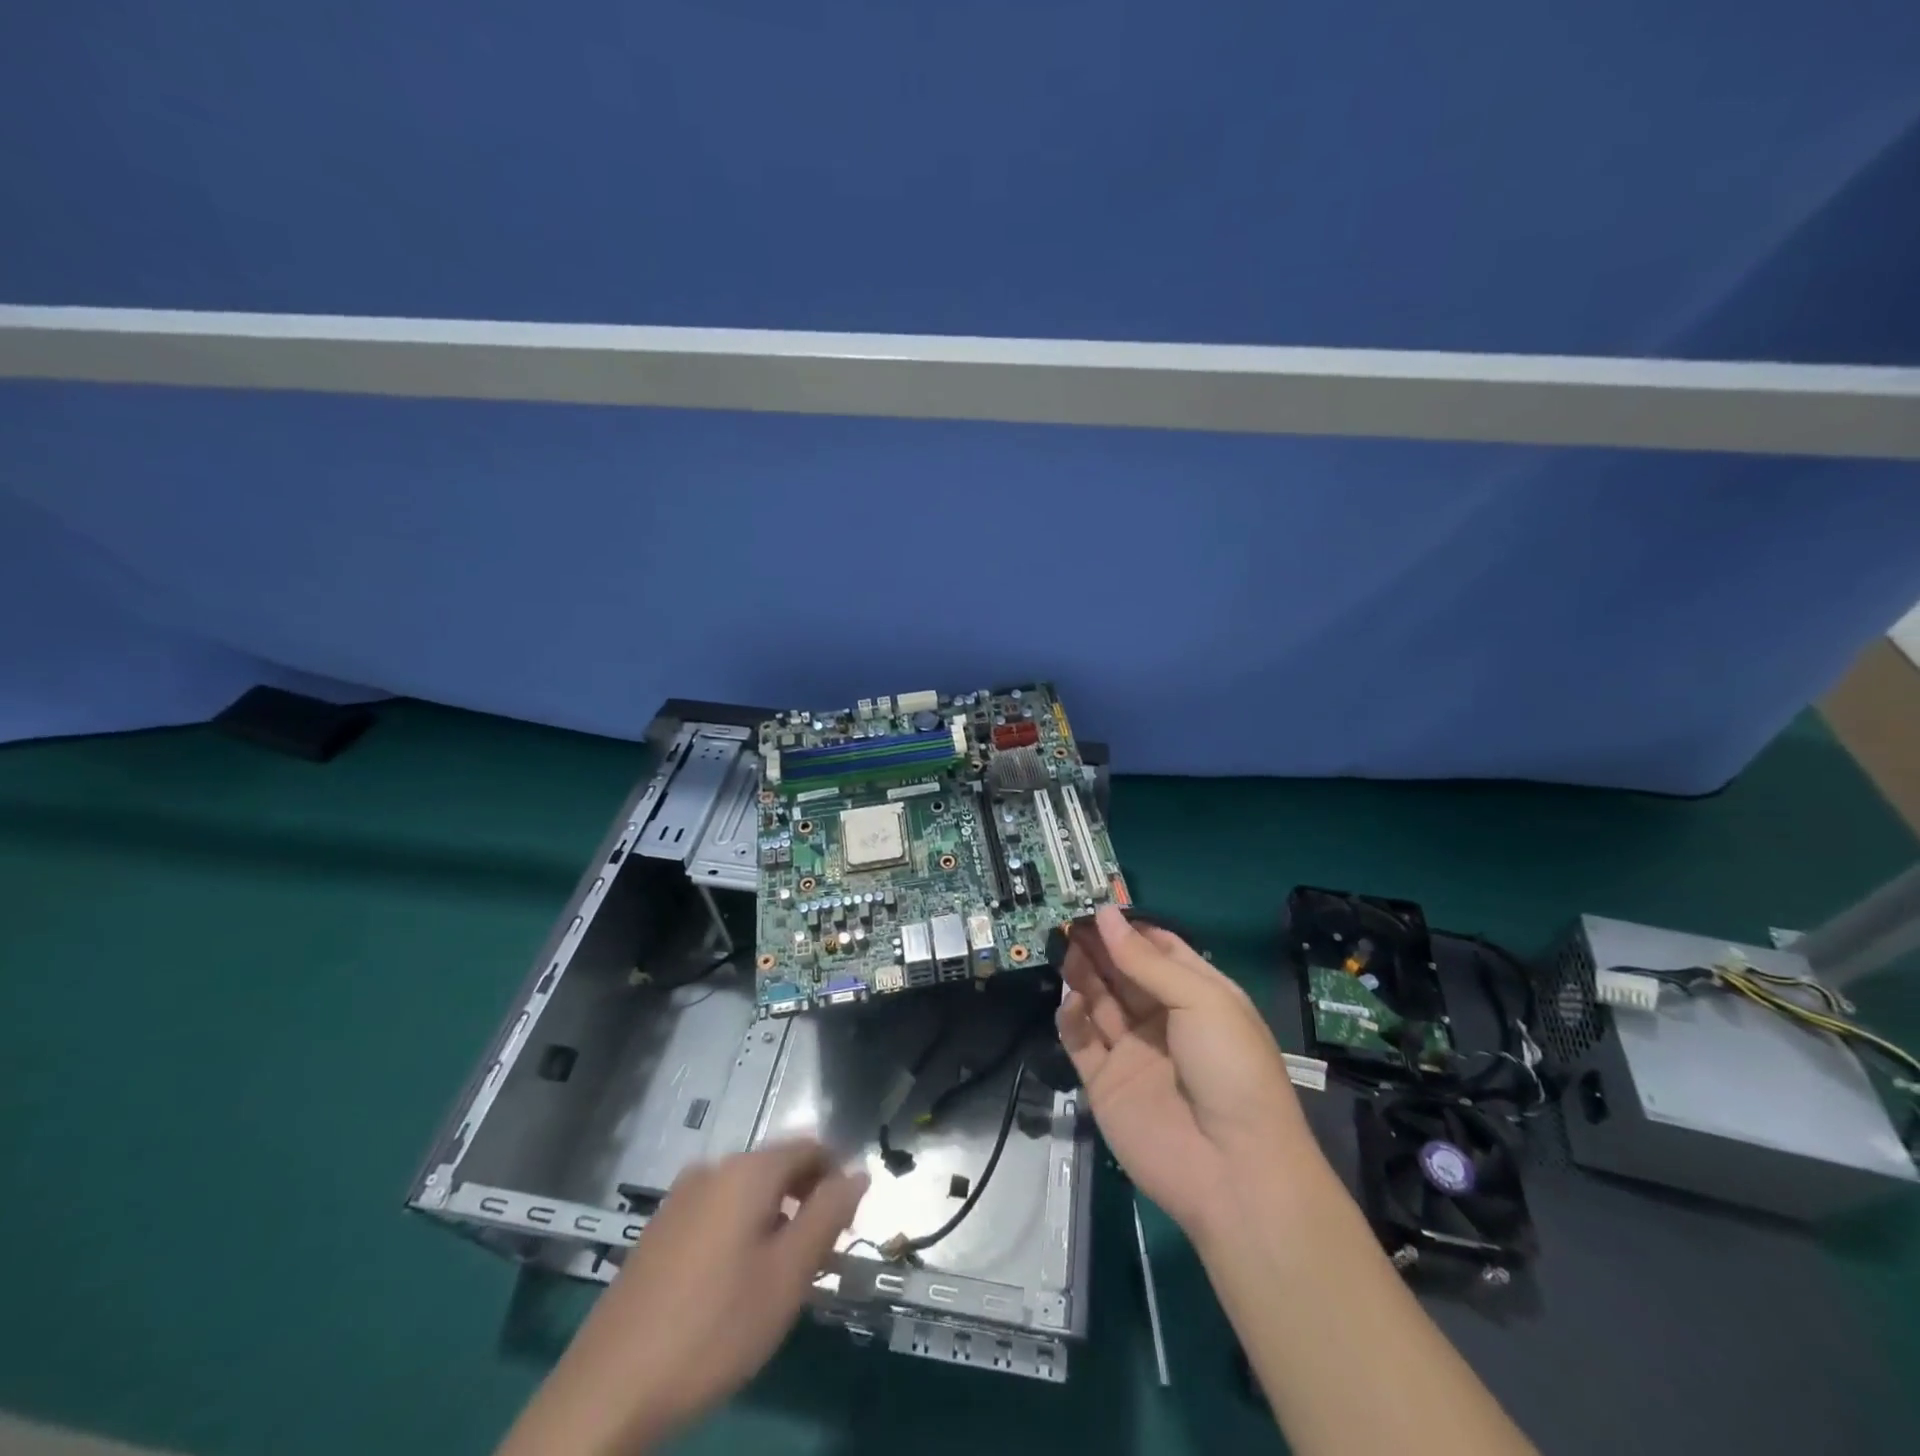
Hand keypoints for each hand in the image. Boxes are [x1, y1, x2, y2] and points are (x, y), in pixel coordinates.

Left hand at [497, 1141, 867, 1455]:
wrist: (609, 1390)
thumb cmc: (714, 1327)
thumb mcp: (788, 1274)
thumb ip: (829, 1214)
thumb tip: (859, 1171)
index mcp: (747, 1170)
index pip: (810, 1147)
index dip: (837, 1179)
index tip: (847, 1227)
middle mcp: (713, 1169)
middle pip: (777, 1168)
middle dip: (806, 1202)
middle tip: (818, 1260)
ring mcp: (679, 1199)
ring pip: (746, 1194)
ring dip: (774, 1221)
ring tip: (778, 1279)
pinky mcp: (657, 1231)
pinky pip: (716, 1214)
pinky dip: (740, 1234)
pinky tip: (733, 1288)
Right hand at [1057, 906, 1319, 1241]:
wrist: (1234, 1171)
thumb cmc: (1231, 1068)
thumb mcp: (1201, 1000)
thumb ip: (1145, 960)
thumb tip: (1104, 914)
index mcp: (1198, 996)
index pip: (1159, 950)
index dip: (1129, 928)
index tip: (1096, 905)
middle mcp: (1163, 1020)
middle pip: (1123, 973)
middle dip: (1099, 946)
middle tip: (1068, 921)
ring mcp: (1133, 1052)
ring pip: (1099, 1002)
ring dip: (1082, 974)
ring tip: (1063, 948)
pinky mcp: (1105, 1084)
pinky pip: (1082, 1042)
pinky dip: (1071, 1019)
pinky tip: (1069, 1002)